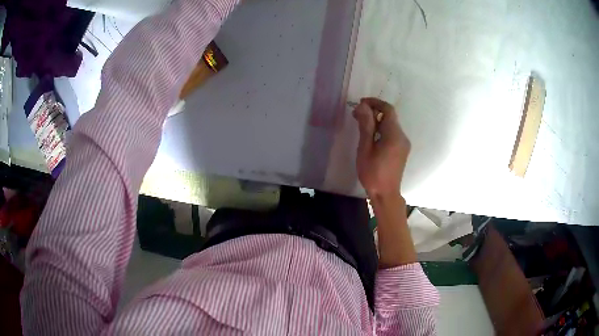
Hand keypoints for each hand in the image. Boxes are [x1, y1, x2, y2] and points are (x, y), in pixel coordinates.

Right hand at [352, 98, 410, 198]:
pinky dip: (381, 129)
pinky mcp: (402, 150)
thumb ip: (366, 126)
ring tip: (361, 124)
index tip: (360, 103)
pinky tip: (370, 136)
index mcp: (394, 135)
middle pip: (390, 116)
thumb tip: (363, 106)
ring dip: (377, 120)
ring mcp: (404, 144)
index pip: (388, 109)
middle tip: (357, 114)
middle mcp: (402, 136)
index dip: (374, 103)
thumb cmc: (373, 173)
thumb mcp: (365, 148)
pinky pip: (392, 133)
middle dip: (374, 111)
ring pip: (391, 124)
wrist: (386, 194)